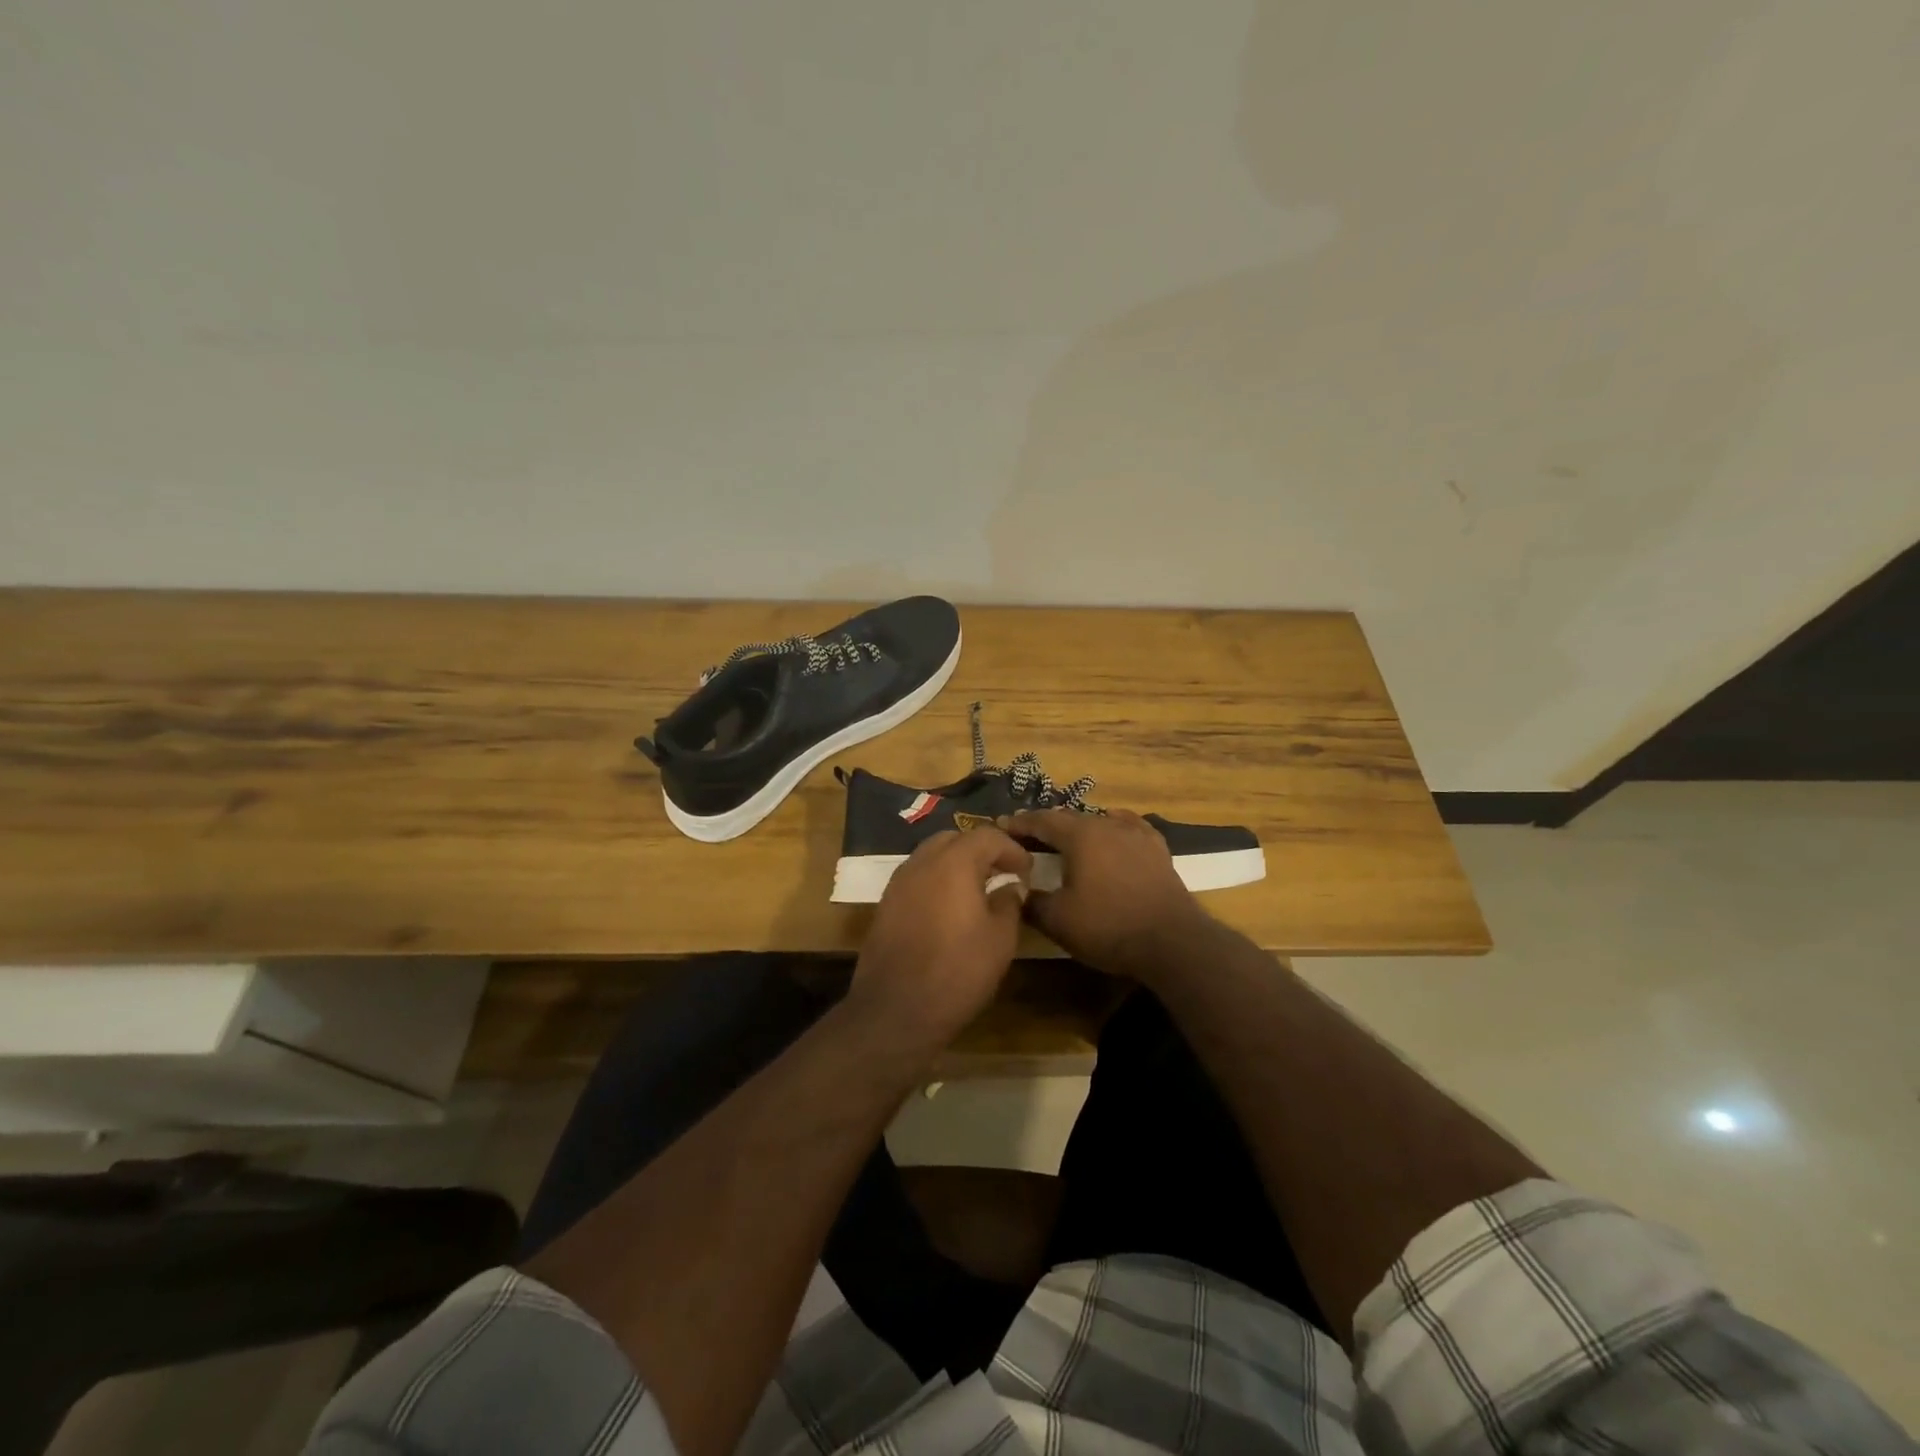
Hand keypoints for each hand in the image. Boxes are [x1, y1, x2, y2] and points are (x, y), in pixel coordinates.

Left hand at [849, 827, 1031, 1044]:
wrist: (895, 1009)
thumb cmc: (957, 971)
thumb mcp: (1000, 939)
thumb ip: (1008, 903)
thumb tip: (1010, 887)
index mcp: (954, 863)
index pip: (987, 836)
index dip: (1011, 849)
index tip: (1027, 869)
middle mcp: (922, 863)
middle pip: (955, 839)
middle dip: (981, 850)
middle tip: (1002, 872)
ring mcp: (899, 883)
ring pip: (931, 856)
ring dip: (956, 864)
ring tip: (978, 889)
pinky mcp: (886, 904)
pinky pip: (917, 878)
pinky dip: (937, 881)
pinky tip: (950, 907)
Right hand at [1003, 809, 1211, 980]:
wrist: (1172, 941)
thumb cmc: (1108, 926)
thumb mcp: (1058, 920)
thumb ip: (1032, 902)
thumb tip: (1017, 891)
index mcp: (1080, 835)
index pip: (1041, 820)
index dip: (1019, 823)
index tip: (1001, 826)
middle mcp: (1107, 824)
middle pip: (1069, 817)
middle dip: (1046, 824)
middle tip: (1027, 834)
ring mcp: (1136, 834)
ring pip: (1099, 821)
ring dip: (1078, 827)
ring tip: (1065, 837)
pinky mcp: (1157, 849)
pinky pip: (1129, 827)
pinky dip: (1113, 826)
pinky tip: (1113, 828)